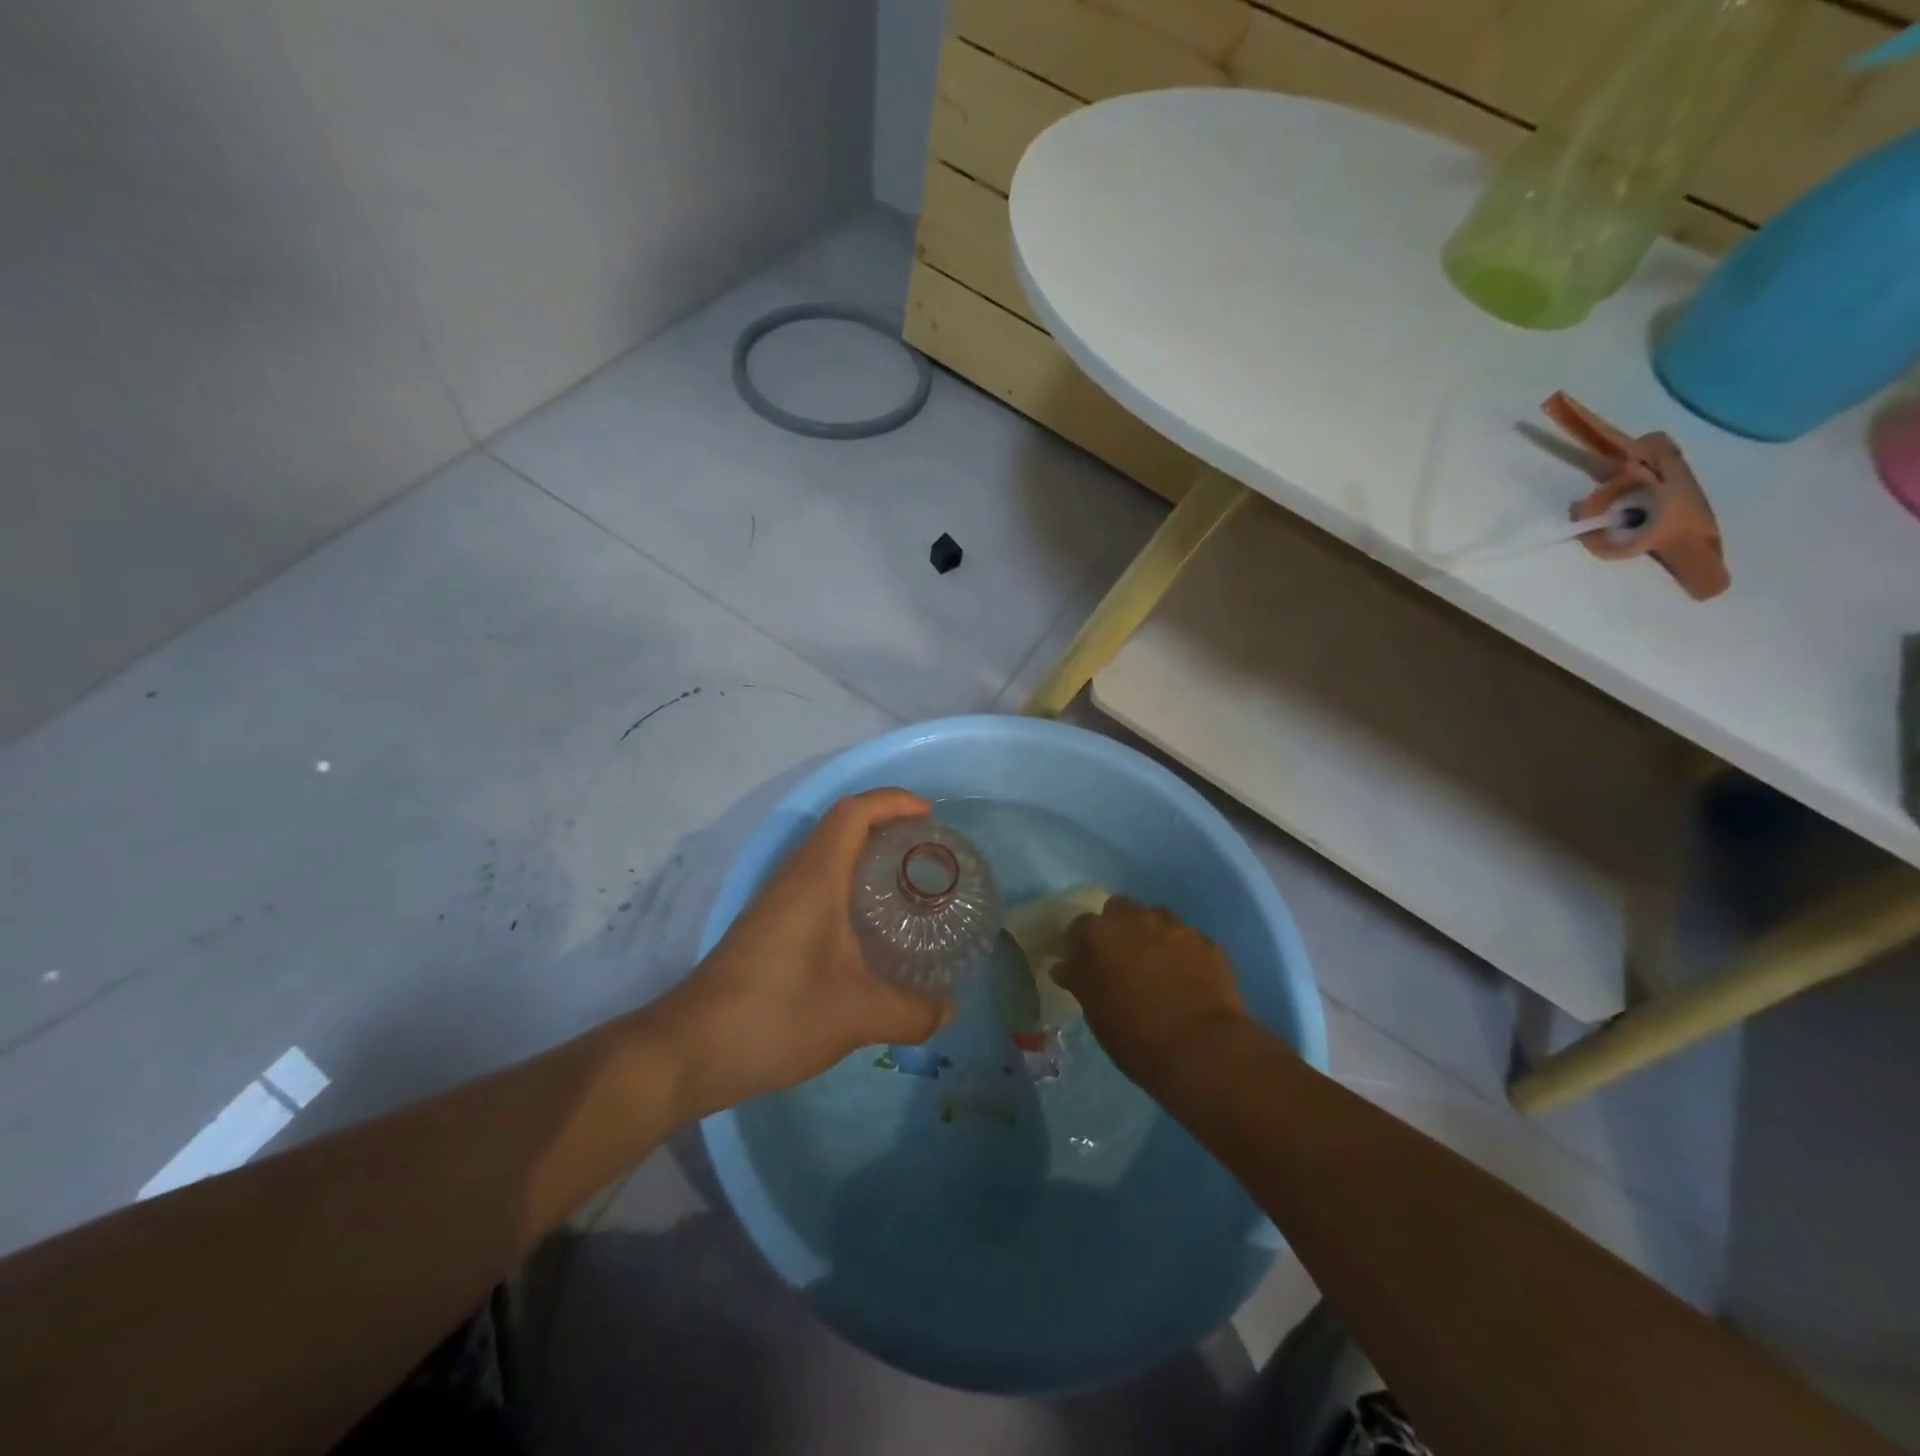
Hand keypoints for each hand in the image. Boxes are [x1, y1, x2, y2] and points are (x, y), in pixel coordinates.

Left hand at [656, 789, 952, 1118]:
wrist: (688, 1050)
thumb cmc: (776, 1015)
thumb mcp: (857, 1016)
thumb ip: (912, 1013)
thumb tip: (949, 1012)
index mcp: (815, 878)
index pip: (853, 812)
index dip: (892, 802)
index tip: (929, 816)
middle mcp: (793, 878)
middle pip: (841, 827)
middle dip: (886, 826)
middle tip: (927, 853)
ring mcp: (776, 903)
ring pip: (826, 857)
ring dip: (865, 856)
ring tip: (906, 884)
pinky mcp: (767, 928)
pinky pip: (815, 886)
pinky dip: (847, 887)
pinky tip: (868, 929)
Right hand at [1055, 897, 1249, 1085]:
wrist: (1202, 1050)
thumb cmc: (1135, 1037)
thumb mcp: (1094, 1012)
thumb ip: (1079, 979)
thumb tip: (1065, 966)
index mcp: (1098, 935)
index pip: (1079, 927)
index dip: (1080, 944)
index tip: (1083, 963)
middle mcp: (1134, 920)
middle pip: (1119, 909)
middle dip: (1117, 928)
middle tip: (1121, 959)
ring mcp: (1174, 927)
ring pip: (1156, 918)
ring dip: (1151, 934)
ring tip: (1158, 966)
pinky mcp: (1206, 942)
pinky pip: (1187, 940)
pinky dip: (1182, 953)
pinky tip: (1188, 979)